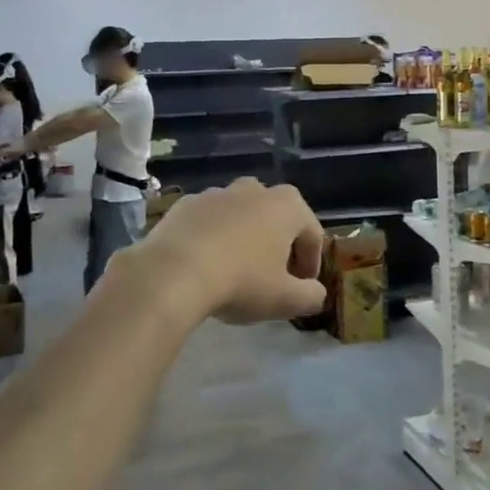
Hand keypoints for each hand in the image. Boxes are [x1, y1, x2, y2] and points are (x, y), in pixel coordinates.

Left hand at [120, 178, 327, 324]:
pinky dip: (212, 238)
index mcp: (287, 205)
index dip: (311, 264)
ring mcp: (216, 193)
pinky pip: (208, 221)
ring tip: (235, 272)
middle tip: (271, 278)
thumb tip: (316, 293)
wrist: (173, 272)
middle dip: (277, 244)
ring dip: (243, 238)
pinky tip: (204, 266)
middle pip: (275, 217)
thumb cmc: (241, 281)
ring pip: (240, 215)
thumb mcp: (286, 300)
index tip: (302, 289)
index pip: (311, 233)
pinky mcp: (185, 204)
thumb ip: (311, 296)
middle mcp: (254, 190)